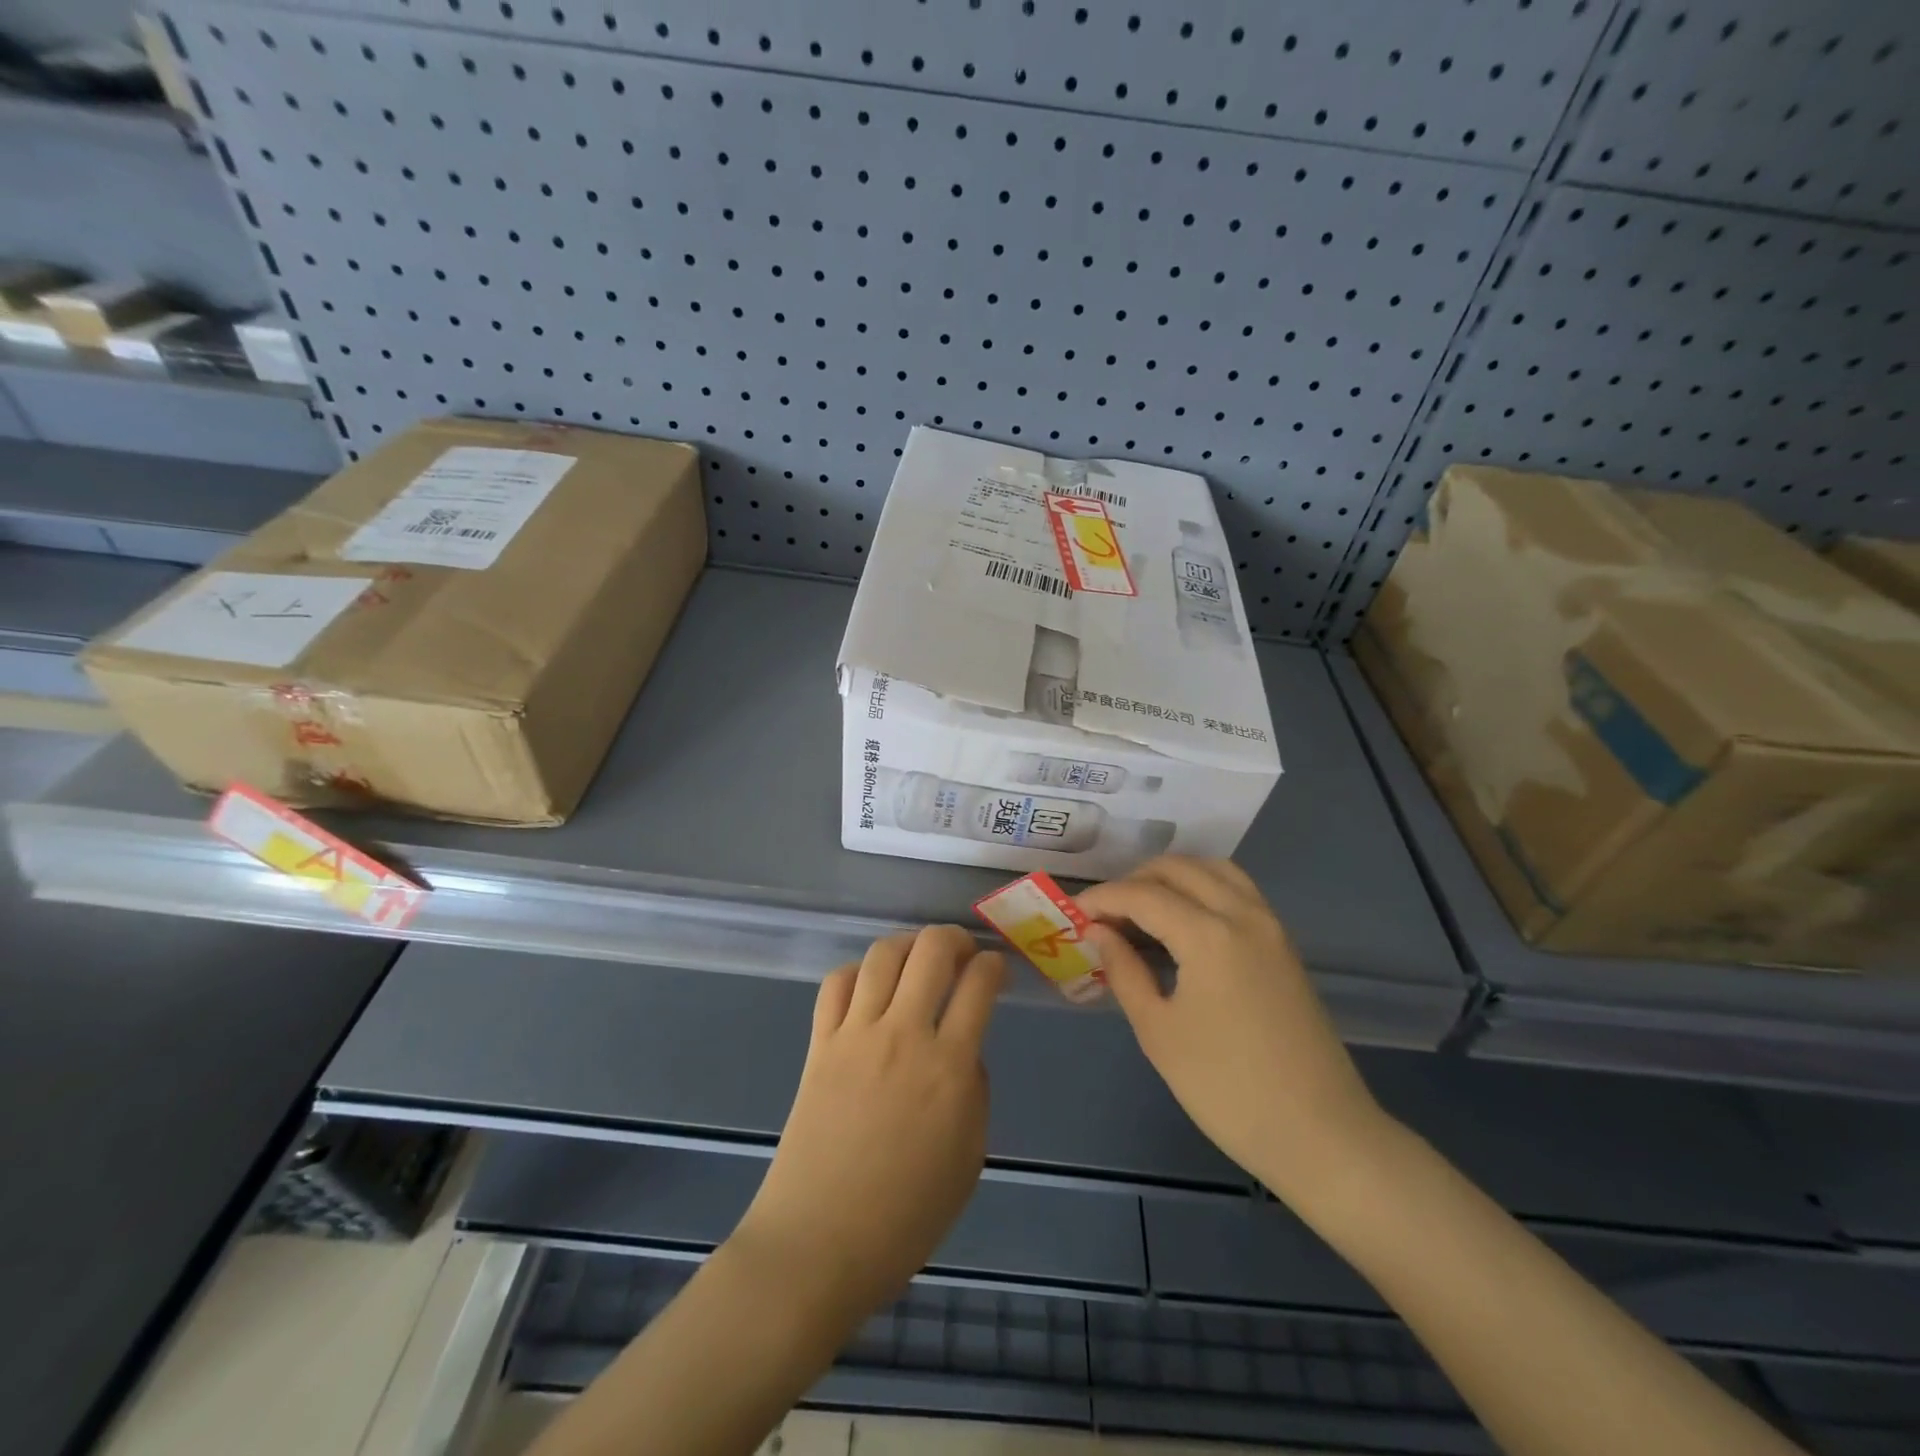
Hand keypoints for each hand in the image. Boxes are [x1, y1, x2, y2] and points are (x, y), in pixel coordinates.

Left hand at [732, 926, 1005, 1323]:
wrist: (818, 1244)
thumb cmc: (905, 1217)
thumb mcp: (968, 1158)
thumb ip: (973, 1090)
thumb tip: (961, 1048)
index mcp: (948, 1067)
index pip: (979, 984)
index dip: (995, 965)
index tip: (998, 972)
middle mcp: (903, 1034)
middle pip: (932, 950)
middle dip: (956, 938)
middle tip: (964, 955)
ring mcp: (856, 1034)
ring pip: (883, 954)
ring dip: (909, 945)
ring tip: (918, 961)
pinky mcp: (819, 1043)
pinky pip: (836, 983)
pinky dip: (858, 971)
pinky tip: (869, 987)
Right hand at [1078, 857, 1386, 1197]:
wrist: (1320, 1134)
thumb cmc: (1226, 1088)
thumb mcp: (1159, 1032)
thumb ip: (1124, 971)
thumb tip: (1099, 932)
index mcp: (1208, 934)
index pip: (1142, 895)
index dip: (1101, 898)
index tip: (1072, 913)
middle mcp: (1242, 914)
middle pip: (1178, 869)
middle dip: (1134, 880)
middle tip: (1105, 914)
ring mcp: (1270, 926)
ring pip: (1214, 870)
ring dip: (1172, 877)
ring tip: (1142, 908)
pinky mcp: (1283, 944)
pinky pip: (1238, 891)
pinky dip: (1203, 888)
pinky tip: (1183, 921)